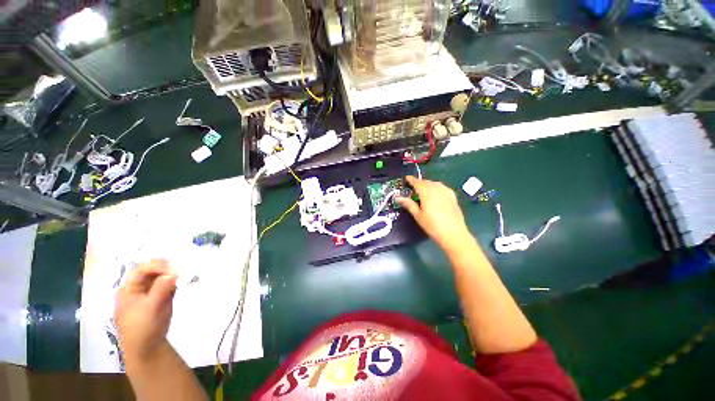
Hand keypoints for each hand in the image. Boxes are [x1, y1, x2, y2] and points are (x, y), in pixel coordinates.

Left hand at [114, 259, 177, 364]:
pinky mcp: (159, 298)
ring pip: (160, 277)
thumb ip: (161, 288)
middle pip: (150, 271)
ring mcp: (148, 293)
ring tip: (181, 277)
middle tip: (179, 270)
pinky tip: (179, 285)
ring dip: (171, 275)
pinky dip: (174, 283)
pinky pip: (166, 285)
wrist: (147, 347)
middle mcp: (137, 289)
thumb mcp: (151, 307)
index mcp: (128, 289)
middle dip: (164, 269)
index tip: (173, 269)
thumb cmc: (143, 327)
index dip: (155, 266)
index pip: (140, 270)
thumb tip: (174, 272)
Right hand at [397, 176, 471, 251]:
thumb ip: (409, 204)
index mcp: (427, 193)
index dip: (411, 180)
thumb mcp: (418, 215)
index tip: (406, 178)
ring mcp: (446, 192)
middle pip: (426, 182)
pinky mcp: (453, 197)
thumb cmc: (432, 226)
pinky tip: (435, 193)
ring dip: (428, 184)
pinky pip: (442, 187)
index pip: (417, 182)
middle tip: (413, 187)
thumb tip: (398, 197)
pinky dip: (436, 187)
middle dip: (419, 182)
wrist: (454, 234)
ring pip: (435, 183)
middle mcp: (437, 189)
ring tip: (423, 190)